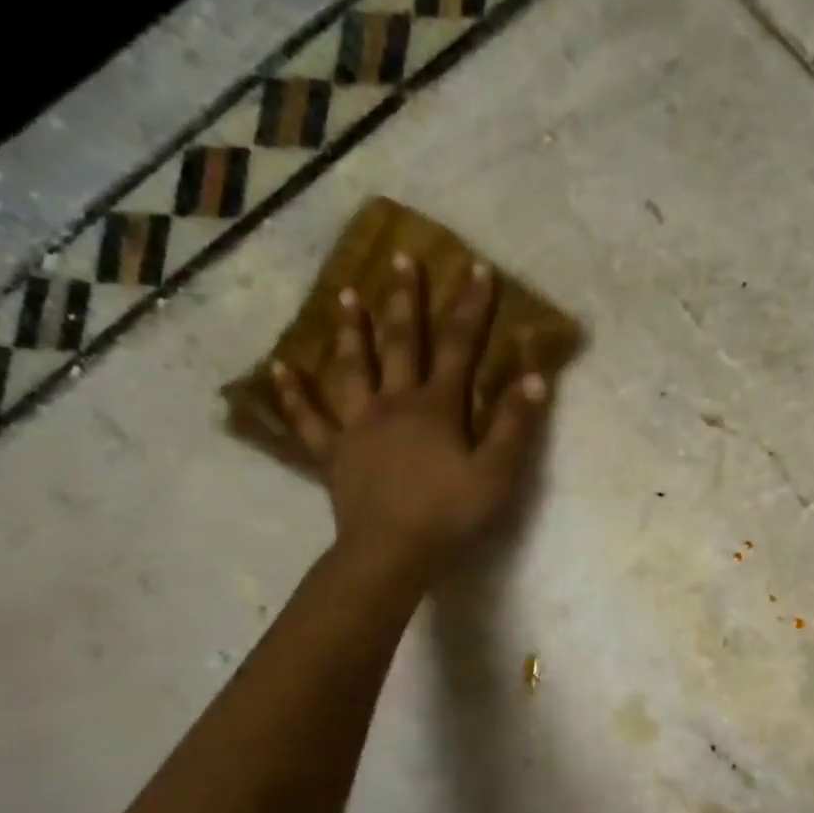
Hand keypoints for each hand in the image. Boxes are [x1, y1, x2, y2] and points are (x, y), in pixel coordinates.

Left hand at [270, 256, 547, 584]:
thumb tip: (534, 377)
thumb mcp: (497, 474)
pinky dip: (293, 394)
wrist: (392, 553)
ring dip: (351, 331)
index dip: (470, 308)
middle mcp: (393, 404)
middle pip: (400, 344)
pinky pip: (309, 419)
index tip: (476, 269)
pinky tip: (279, 369)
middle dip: (405, 300)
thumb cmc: (450, 515)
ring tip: (346, 296)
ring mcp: (357, 427)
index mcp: (436, 407)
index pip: (459, 347)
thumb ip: (514, 425)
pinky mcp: (333, 455)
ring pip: (351, 369)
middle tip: (402, 259)